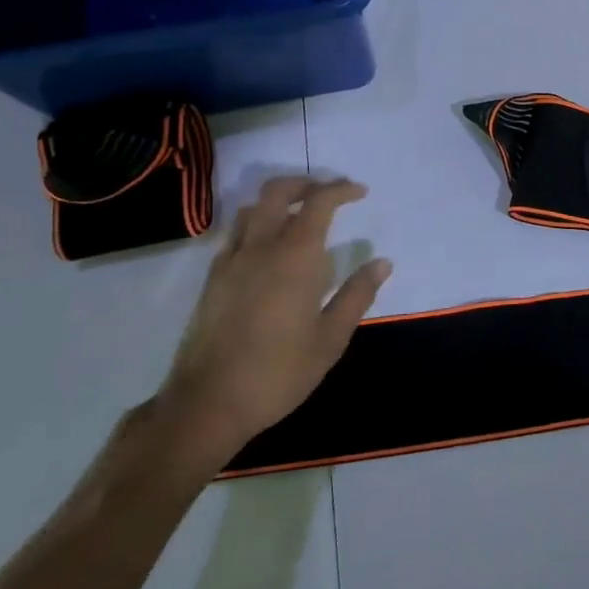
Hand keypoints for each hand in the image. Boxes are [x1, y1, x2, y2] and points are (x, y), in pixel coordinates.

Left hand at [156, 176, 390, 473]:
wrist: (207, 404)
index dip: (341, 189)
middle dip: (306, 183)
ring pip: (251, 209)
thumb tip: (382, 263)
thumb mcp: (330, 339)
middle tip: (329, 194)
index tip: (360, 193)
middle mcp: (260, 247)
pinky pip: (235, 235)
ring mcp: (230, 261)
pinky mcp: (212, 280)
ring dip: (278, 201)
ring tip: (299, 217)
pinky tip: (269, 251)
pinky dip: (257, 225)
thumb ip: (357, 295)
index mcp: (295, 256)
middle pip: (278, 191)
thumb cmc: (278, 373)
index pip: (318, 202)